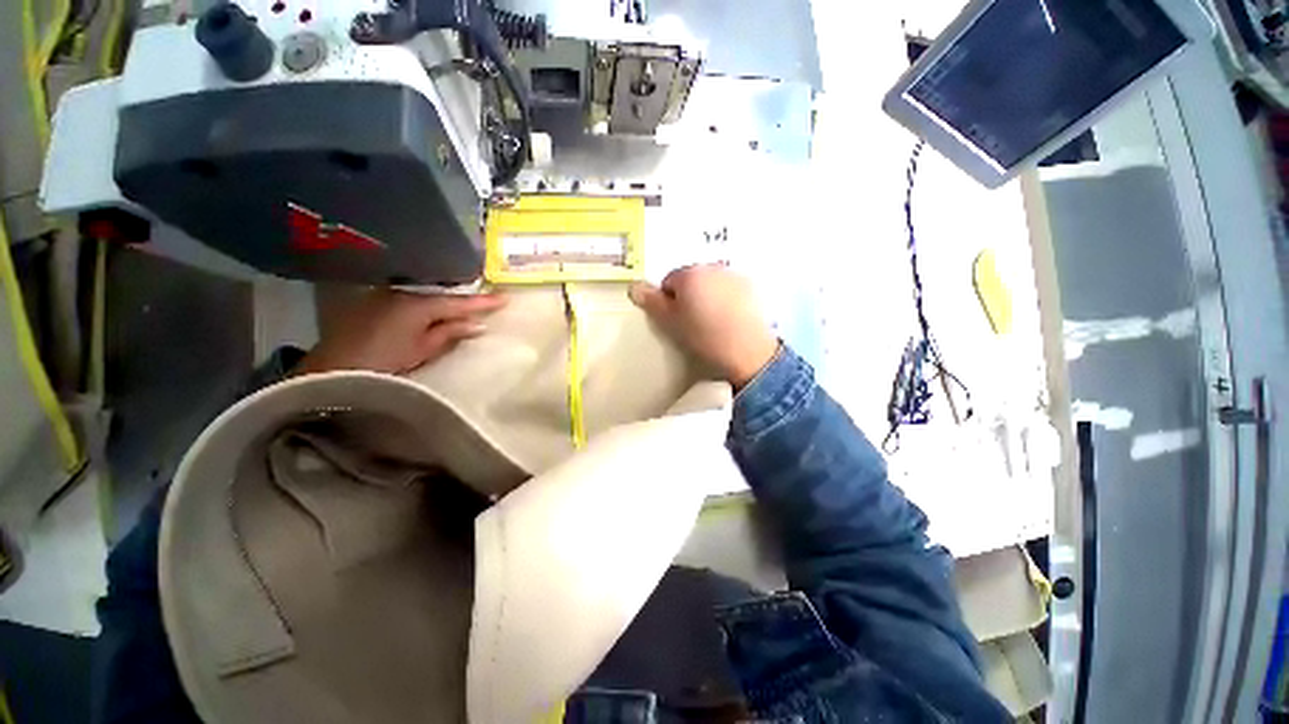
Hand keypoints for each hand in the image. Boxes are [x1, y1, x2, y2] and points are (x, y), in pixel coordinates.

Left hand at [297, 290, 505, 375]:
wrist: (332, 367)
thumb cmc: (382, 361)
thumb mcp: (423, 350)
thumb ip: (451, 333)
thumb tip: (477, 324)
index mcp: (419, 303)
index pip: (460, 301)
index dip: (484, 301)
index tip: (507, 298)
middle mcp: (403, 292)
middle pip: (444, 294)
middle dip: (466, 298)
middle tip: (490, 301)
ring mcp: (388, 294)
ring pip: (428, 294)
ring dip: (448, 300)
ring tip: (469, 305)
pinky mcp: (377, 301)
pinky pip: (414, 298)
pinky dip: (430, 303)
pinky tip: (439, 309)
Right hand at [629, 264, 778, 387]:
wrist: (747, 352)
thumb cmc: (703, 337)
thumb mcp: (671, 323)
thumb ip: (652, 302)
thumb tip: (634, 286)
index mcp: (689, 274)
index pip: (668, 282)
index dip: (668, 302)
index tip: (676, 320)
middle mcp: (711, 267)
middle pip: (691, 279)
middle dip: (688, 296)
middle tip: (692, 322)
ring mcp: (733, 275)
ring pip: (710, 283)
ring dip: (707, 296)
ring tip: (712, 322)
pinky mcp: (750, 287)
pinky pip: (729, 289)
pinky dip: (725, 298)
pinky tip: (729, 319)